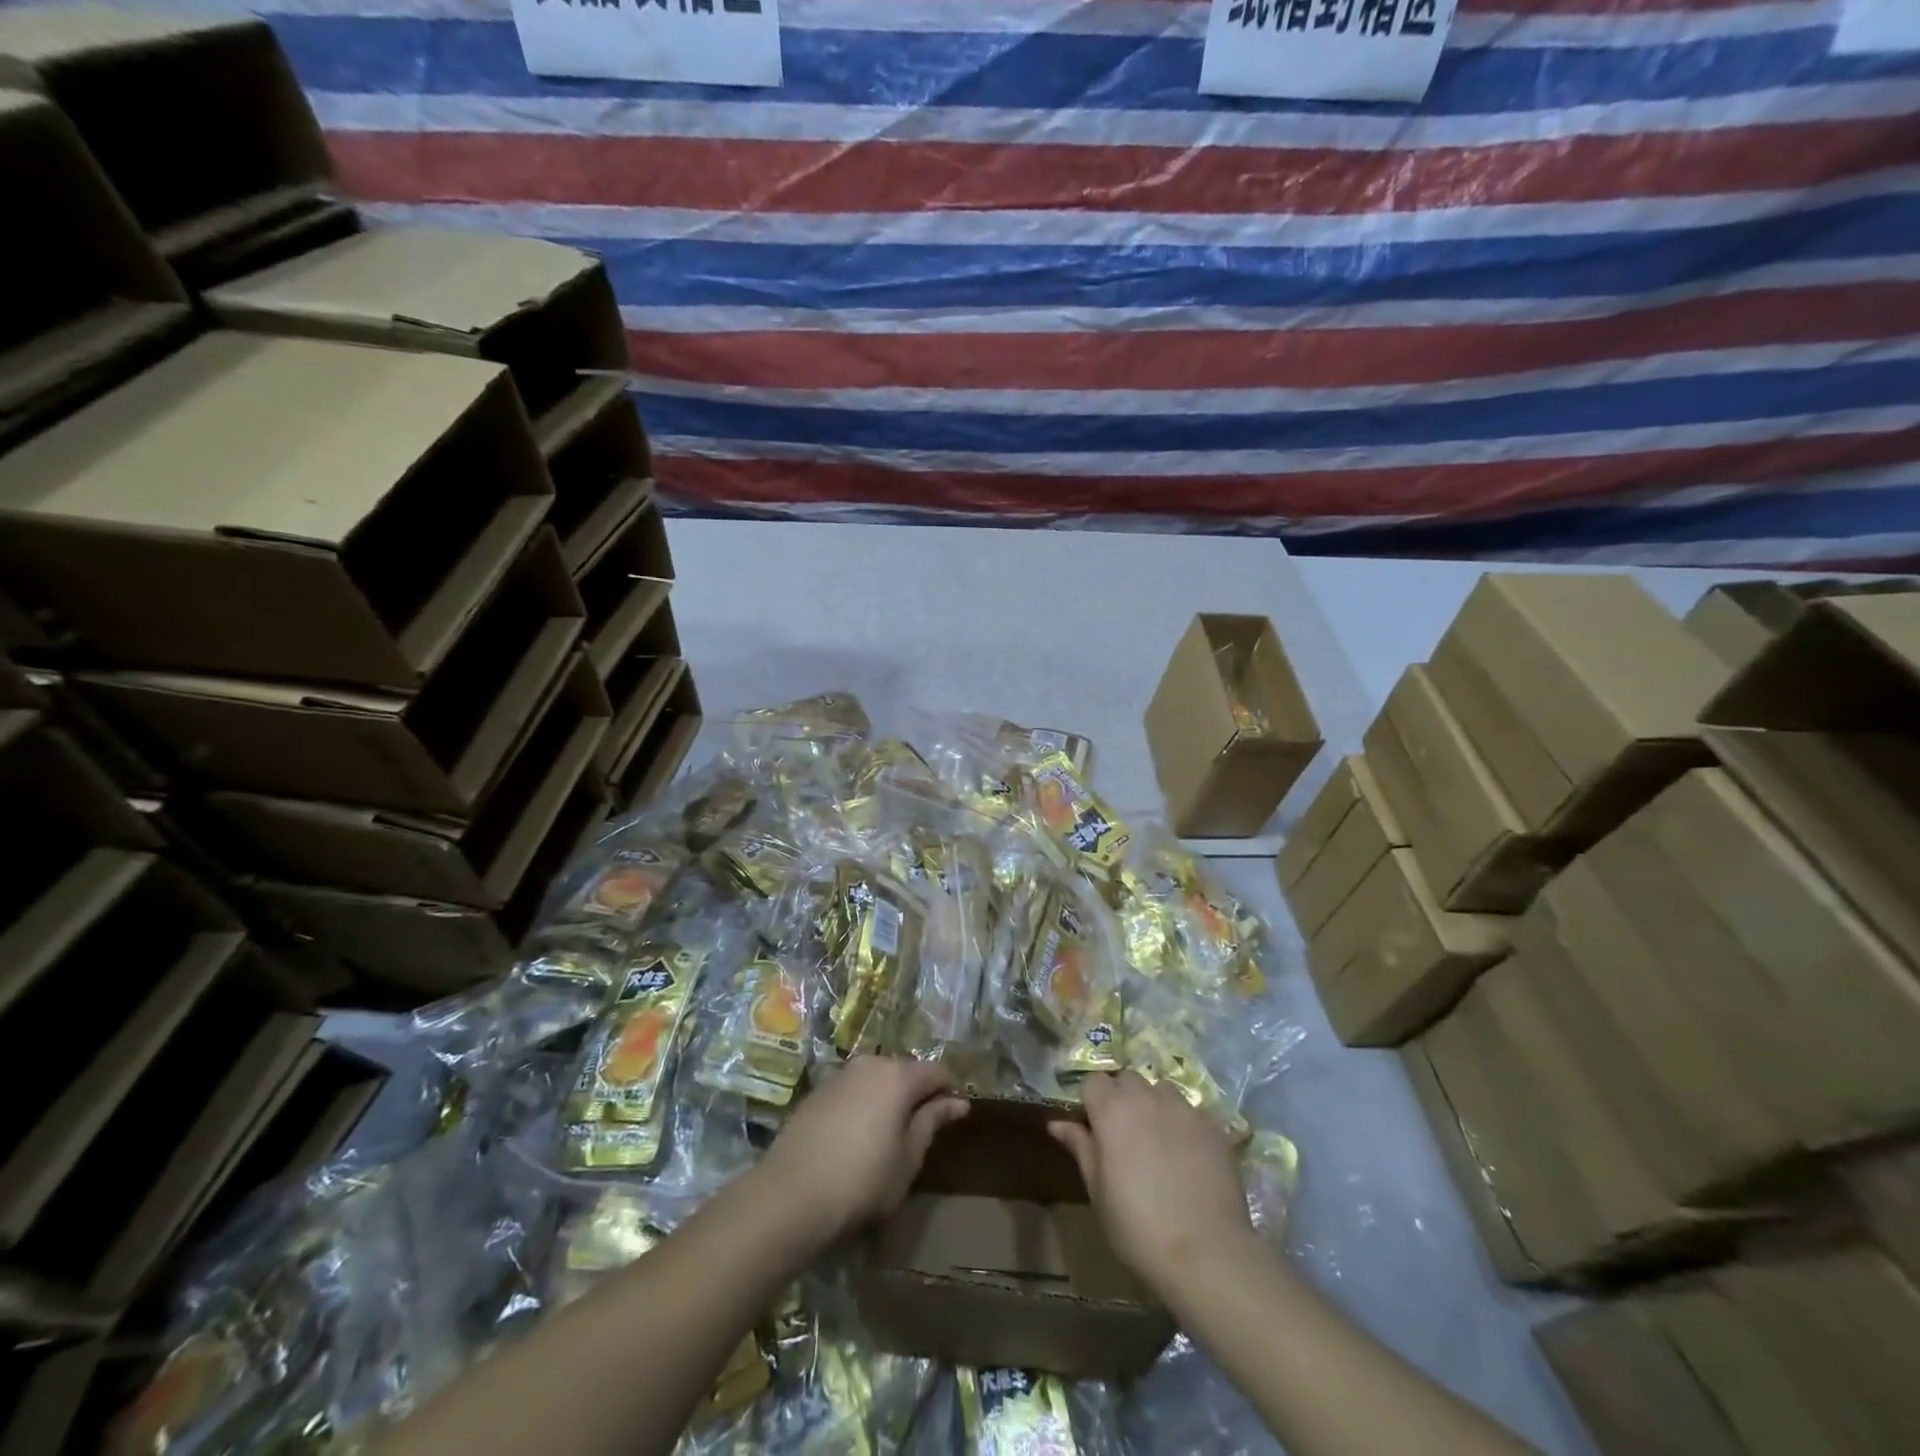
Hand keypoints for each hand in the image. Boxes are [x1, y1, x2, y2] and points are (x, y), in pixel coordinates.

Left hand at [760, 1056, 968, 1243]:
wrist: (790, 1195)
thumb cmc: (862, 1182)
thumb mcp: (908, 1159)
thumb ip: (932, 1122)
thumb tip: (958, 1102)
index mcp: (898, 1076)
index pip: (937, 1072)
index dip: (949, 1092)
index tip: (954, 1117)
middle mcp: (870, 1064)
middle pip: (905, 1070)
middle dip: (917, 1093)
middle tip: (921, 1129)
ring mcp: (841, 1074)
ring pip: (877, 1078)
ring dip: (888, 1097)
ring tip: (889, 1133)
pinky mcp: (818, 1090)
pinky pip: (853, 1089)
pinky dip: (864, 1103)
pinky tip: (858, 1135)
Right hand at [1049, 1072, 1254, 1289]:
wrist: (1206, 1253)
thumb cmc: (1138, 1226)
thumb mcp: (1098, 1191)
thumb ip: (1080, 1147)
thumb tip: (1056, 1123)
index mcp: (1112, 1110)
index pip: (1093, 1081)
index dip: (1091, 1101)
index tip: (1094, 1128)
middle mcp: (1146, 1098)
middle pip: (1128, 1079)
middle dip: (1122, 1097)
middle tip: (1124, 1134)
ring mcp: (1184, 1109)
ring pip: (1162, 1090)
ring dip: (1155, 1105)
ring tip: (1159, 1141)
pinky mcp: (1214, 1126)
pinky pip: (1192, 1112)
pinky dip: (1185, 1125)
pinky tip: (1190, 1157)